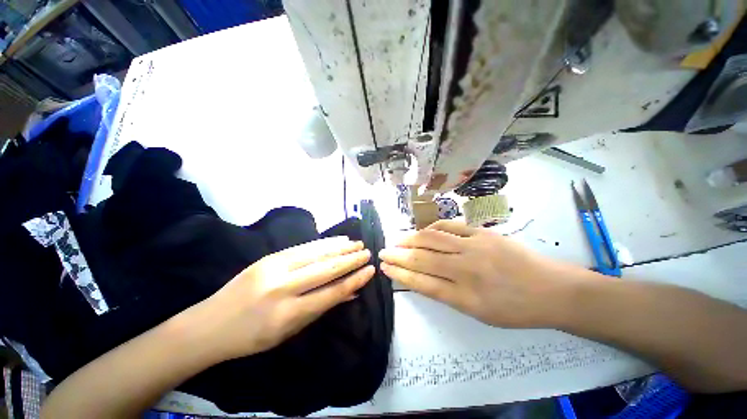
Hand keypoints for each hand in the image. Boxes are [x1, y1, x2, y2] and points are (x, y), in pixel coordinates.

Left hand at [190, 237, 373, 360]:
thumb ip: (322, 308)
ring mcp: (273, 268)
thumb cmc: (252, 337)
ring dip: (340, 247)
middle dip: (351, 260)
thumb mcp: (289, 331)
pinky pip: (303, 247)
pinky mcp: (268, 257)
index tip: (370, 271)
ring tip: (357, 243)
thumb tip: (350, 293)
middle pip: (326, 269)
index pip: (332, 292)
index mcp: (288, 315)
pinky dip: (324, 243)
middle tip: (367, 253)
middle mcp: (282, 288)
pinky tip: (337, 239)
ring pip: (316, 254)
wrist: (209, 325)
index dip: (354, 280)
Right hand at [379, 220, 578, 327]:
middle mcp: (466, 270)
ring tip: (397, 240)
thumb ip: (448, 294)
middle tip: (383, 252)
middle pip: (422, 259)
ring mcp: (475, 247)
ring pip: (432, 239)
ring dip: (410, 239)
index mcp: (465, 297)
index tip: (385, 268)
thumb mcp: (479, 313)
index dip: (400, 274)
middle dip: (398, 255)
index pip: (422, 283)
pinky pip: (450, 227)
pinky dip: (432, 228)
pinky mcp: (482, 233)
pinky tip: (423, 231)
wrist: (552, 290)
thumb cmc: (515, 309)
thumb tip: (421, 278)